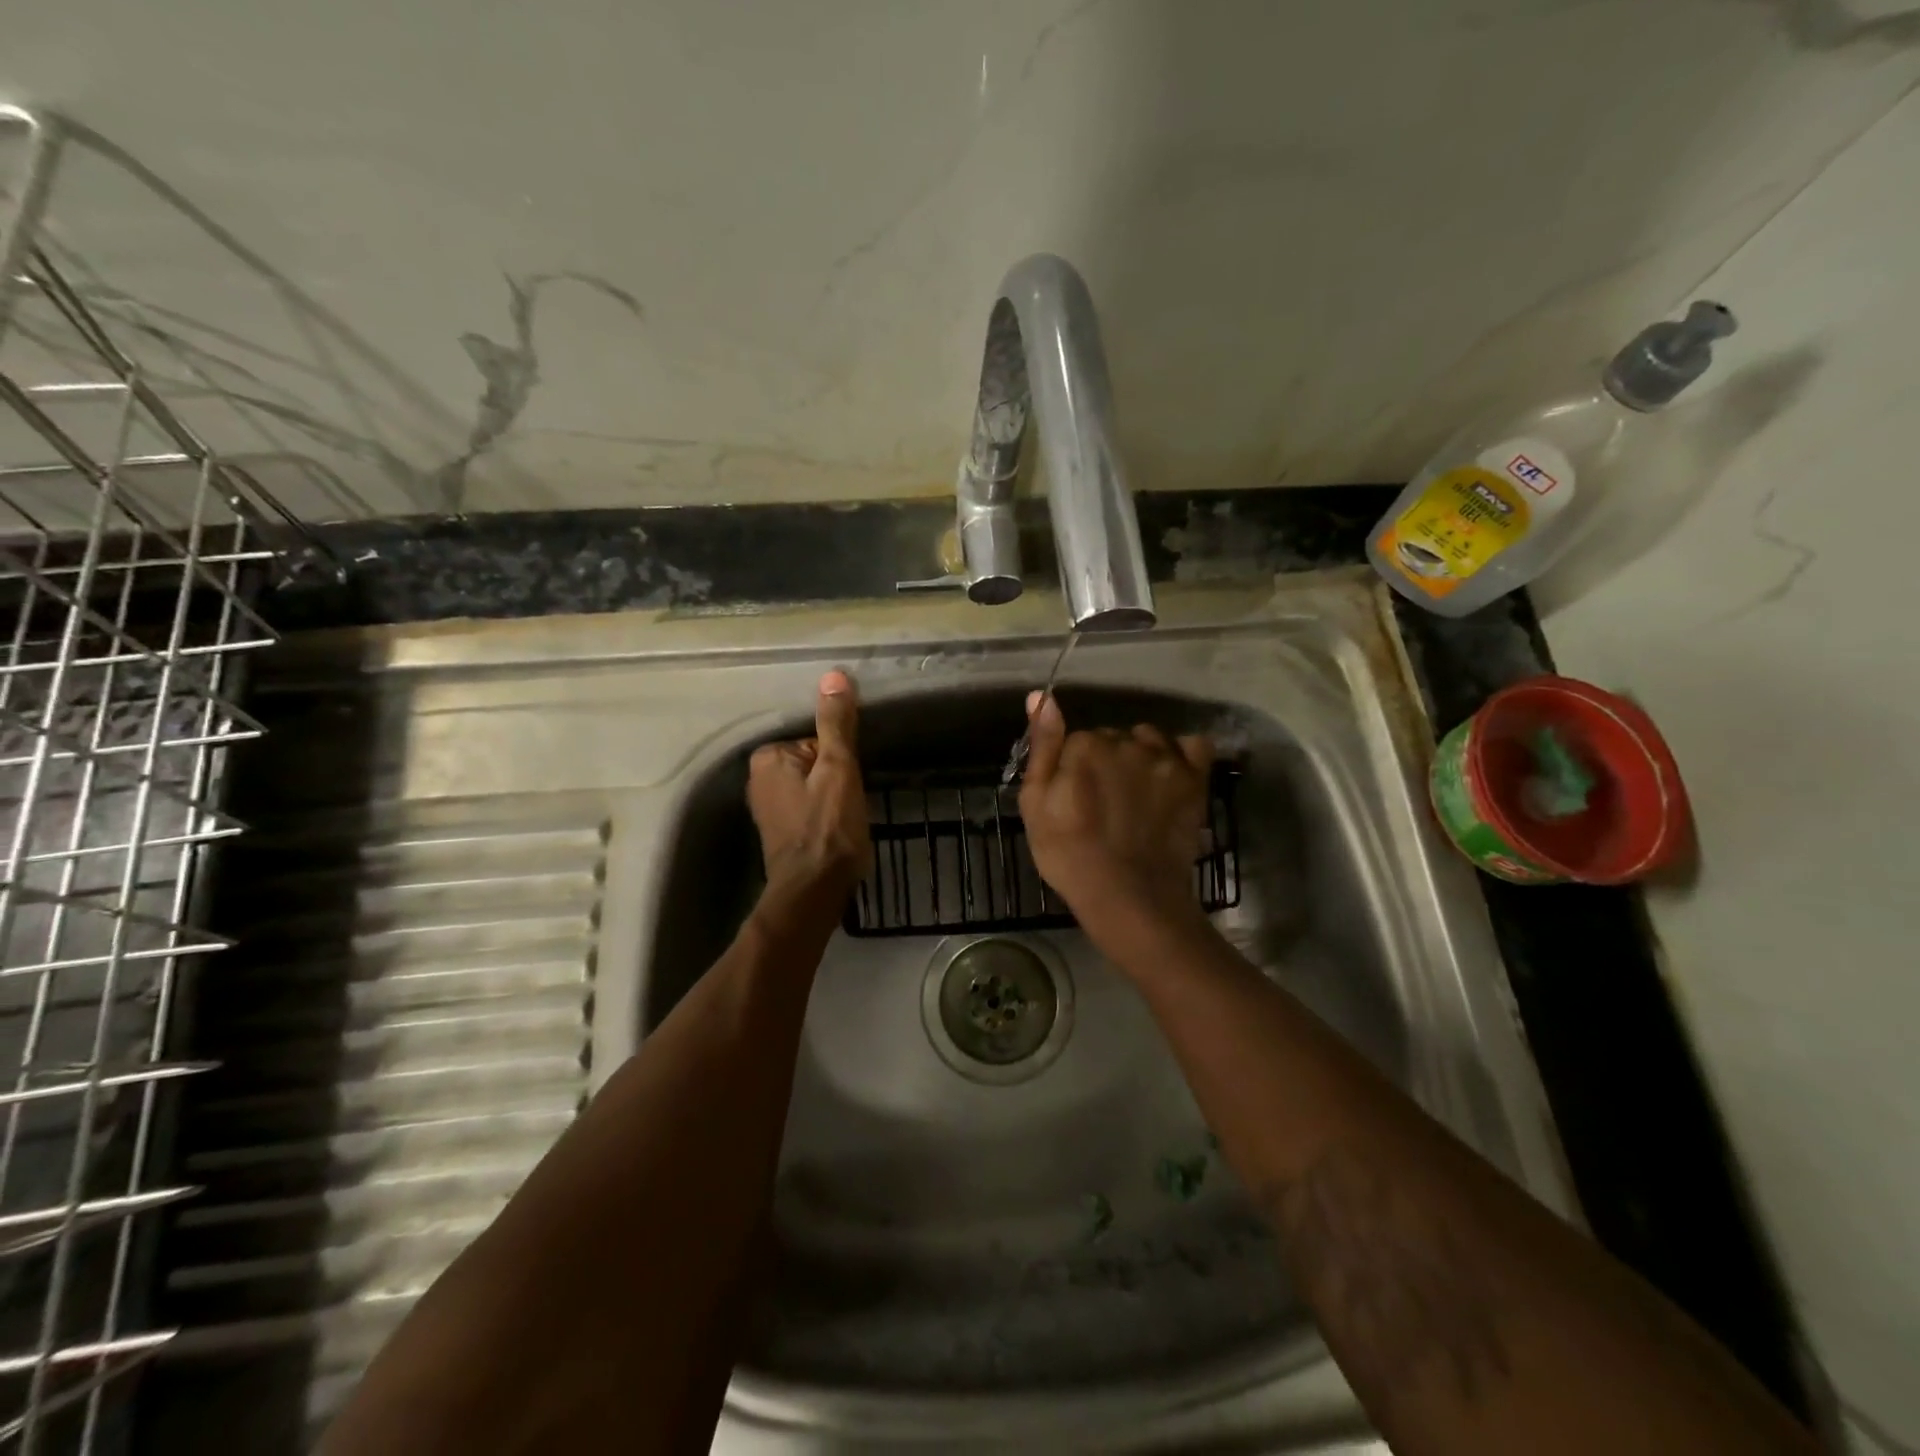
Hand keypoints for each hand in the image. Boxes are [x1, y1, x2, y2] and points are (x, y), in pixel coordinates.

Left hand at [747, 670, 869, 895]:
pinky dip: (825, 814)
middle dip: (837, 778)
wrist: (815, 892)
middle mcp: (758, 779)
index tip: (849, 784)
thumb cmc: (828, 828)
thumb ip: (836, 723)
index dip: (841, 760)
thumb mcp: (838, 769)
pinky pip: (809, 806)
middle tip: (849, 803)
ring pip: (814, 785)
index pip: (817, 740)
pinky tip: (836, 832)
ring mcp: (768, 807)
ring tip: (846, 818)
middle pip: (815, 761)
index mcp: (767, 757)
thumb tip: (834, 676)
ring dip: (833, 797)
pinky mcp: (780, 831)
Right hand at [1017, 691, 1213, 927]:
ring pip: (1148, 738)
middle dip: (1106, 761)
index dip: (1073, 769)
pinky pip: (1194, 745)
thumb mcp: (1035, 804)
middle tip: (1103, 803)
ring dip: (1141, 755)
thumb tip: (1042, 695)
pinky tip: (1170, 776)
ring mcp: (1166, 758)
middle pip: (1113, 738)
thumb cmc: (1069, 854)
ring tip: (1136, 794)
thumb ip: (1042, 746)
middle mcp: (1127, 740)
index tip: (1074, 799)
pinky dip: (1182, 755)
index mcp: (1085, 744)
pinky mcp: (1195, 778)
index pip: (1077, 740)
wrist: (1129, 896)